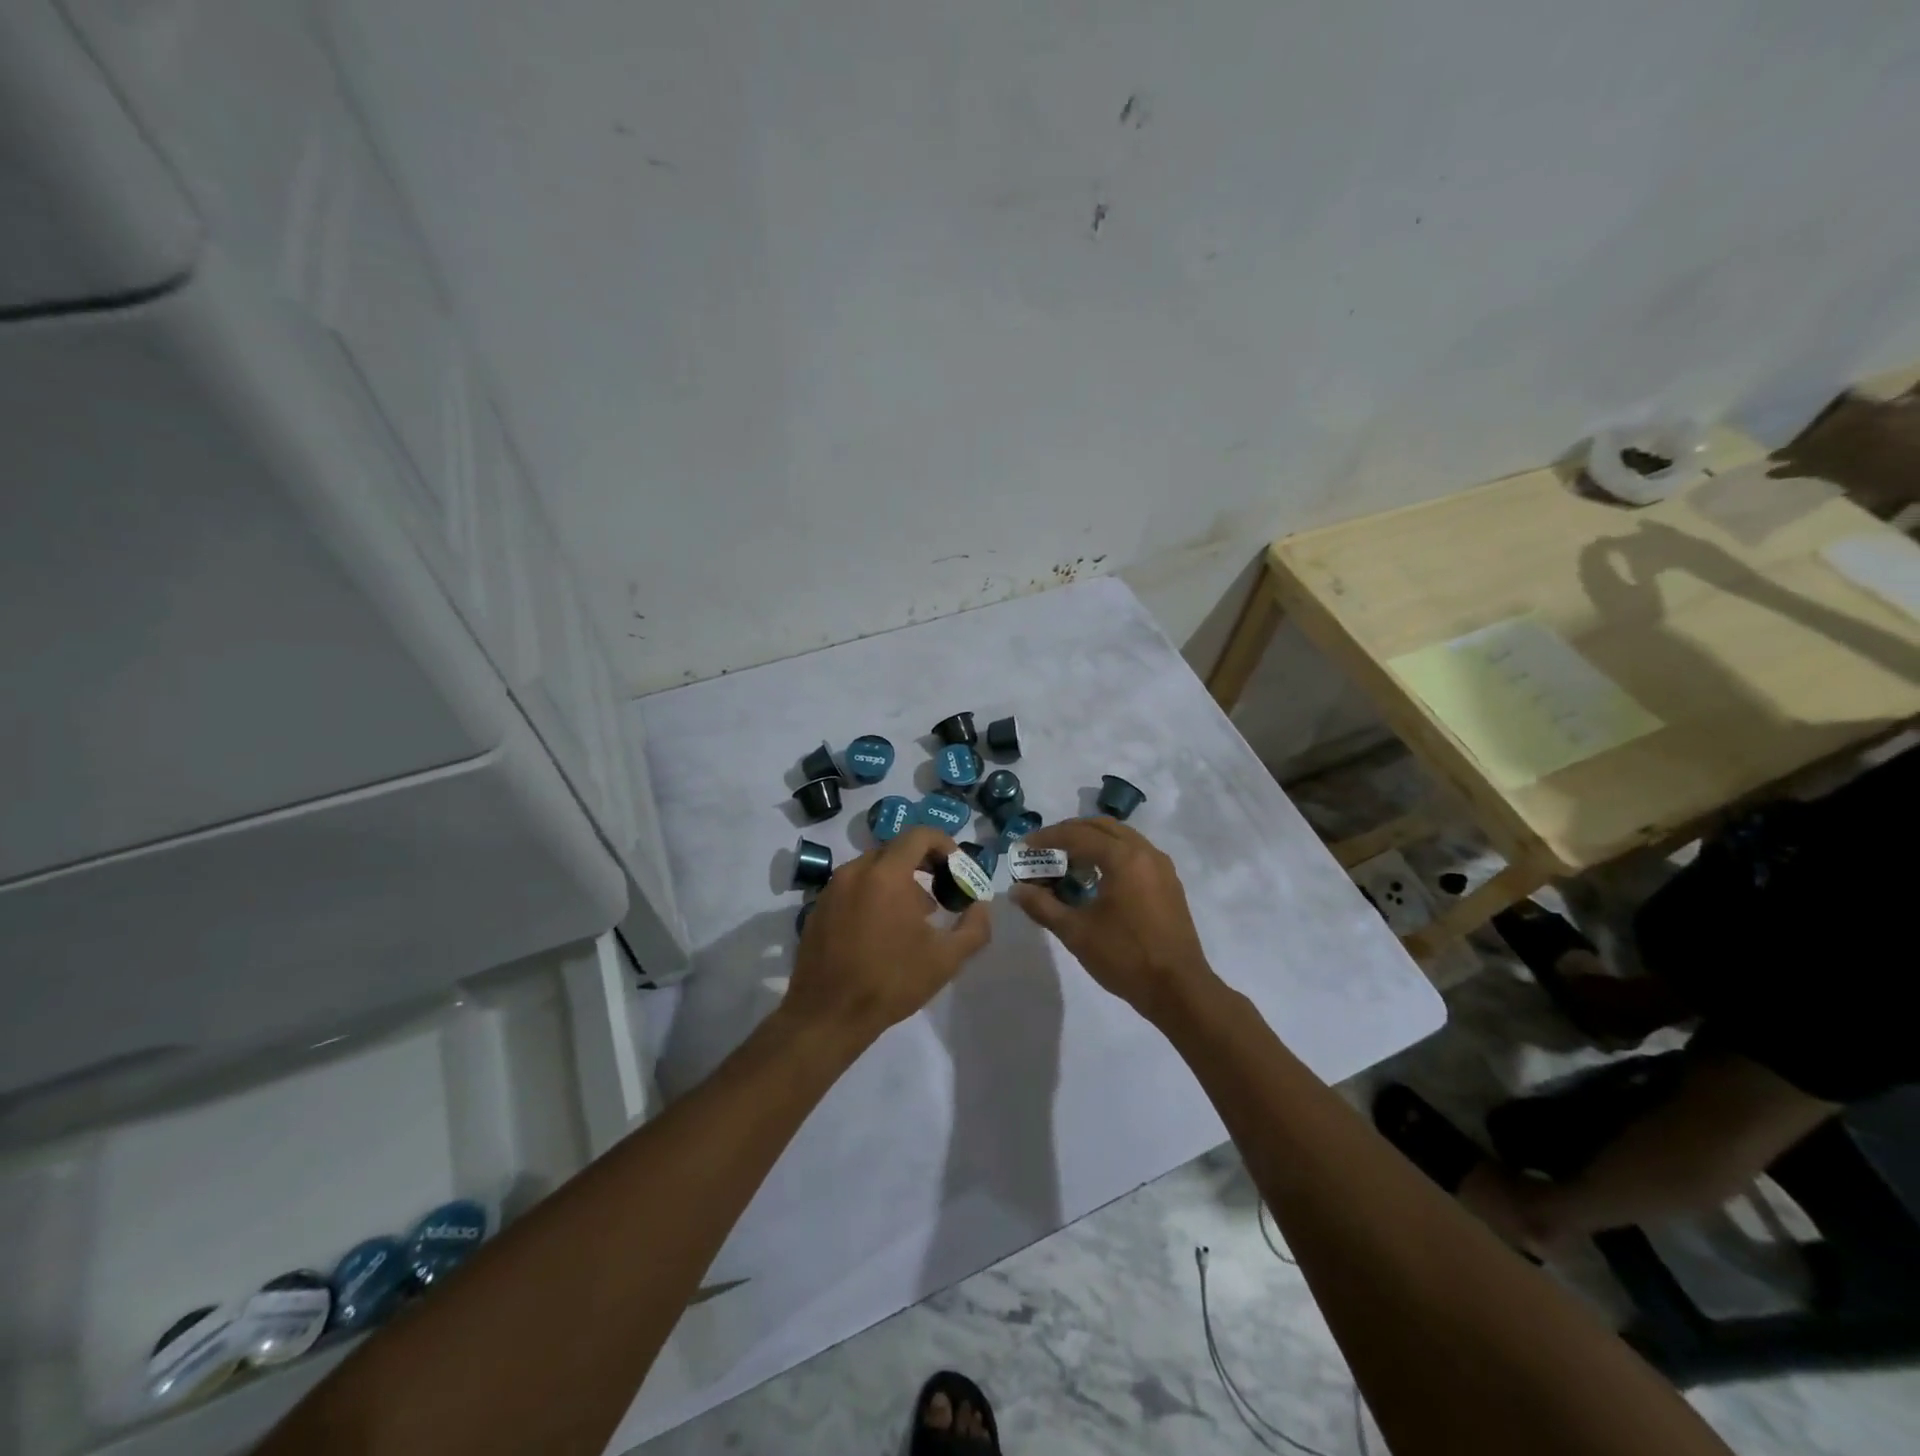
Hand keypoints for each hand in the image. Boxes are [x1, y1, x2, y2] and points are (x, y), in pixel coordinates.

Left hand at [786, 827, 991, 1048]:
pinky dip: (873, 894)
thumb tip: (981, 907)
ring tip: (913, 917)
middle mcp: (855, 871)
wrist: (828, 1016)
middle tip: (940, 893)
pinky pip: (852, 887)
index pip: (919, 835)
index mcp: (886, 874)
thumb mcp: (946, 959)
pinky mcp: (818, 908)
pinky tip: (882, 930)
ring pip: (872, 868)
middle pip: (895, 849)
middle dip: (923, 864)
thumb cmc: (891, 981)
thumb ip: (974, 927)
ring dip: (898, 881)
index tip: (957, 869)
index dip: (944, 844)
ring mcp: (832, 889)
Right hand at [1009, 819, 1215, 1020]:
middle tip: (1044, 848)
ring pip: (1121, 837)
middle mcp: (1145, 852)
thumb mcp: (1076, 932)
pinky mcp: (1169, 882)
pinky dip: (1111, 853)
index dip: (1047, 838)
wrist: (1178, 989)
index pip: (1077, 835)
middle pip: (1101, 827)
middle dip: (1070, 832)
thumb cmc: (1125, 957)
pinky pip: (1135, 853)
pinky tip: (1097, 877)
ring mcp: (1161, 866)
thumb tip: (1016, 890)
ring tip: (1068, 861)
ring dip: (1092, 841)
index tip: (1024, 846)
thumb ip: (1042, 906)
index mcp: (1123, 858)